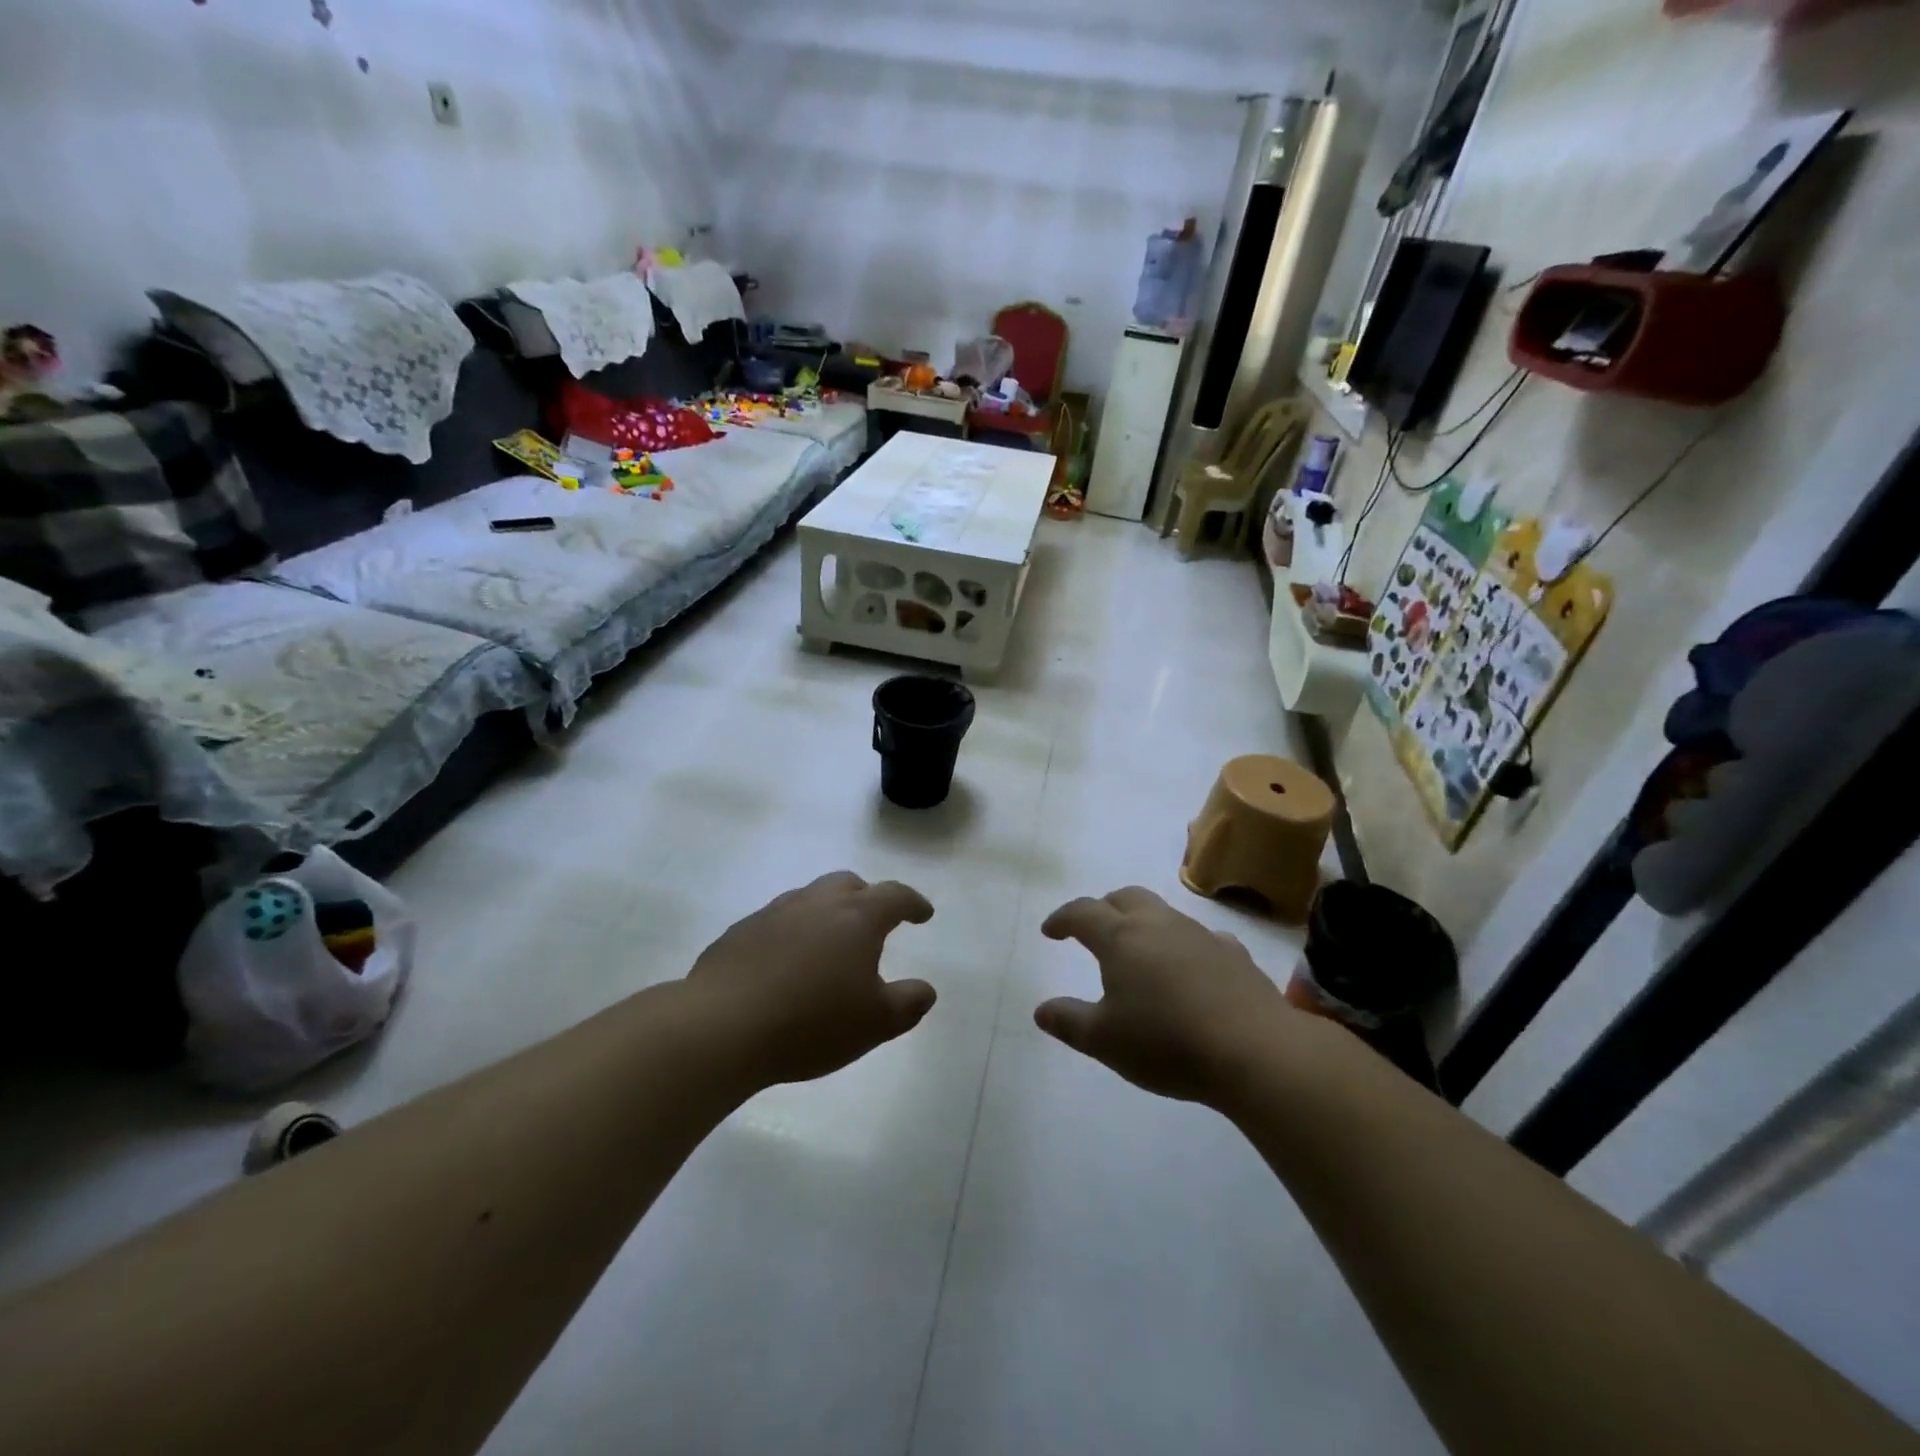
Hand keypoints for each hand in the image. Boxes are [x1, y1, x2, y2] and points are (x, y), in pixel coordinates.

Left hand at [688, 872, 937, 1086]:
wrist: (721, 1027)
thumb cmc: (811, 1022)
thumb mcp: (875, 1023)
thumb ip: (908, 1003)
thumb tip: (925, 990)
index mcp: (856, 917)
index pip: (894, 895)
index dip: (913, 903)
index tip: (924, 914)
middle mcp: (816, 903)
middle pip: (848, 884)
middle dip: (867, 898)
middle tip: (874, 923)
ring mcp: (773, 913)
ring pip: (809, 898)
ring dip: (826, 913)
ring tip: (828, 945)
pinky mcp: (739, 932)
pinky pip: (776, 922)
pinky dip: (791, 933)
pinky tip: (785, 964)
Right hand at [1035, 886, 1297, 1106]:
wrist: (1255, 1051)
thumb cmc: (1167, 1043)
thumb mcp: (1104, 1041)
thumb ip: (1069, 1021)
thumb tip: (1042, 1009)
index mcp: (1121, 938)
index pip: (1083, 913)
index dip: (1062, 918)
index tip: (1050, 931)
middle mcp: (1159, 924)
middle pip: (1125, 897)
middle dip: (1103, 907)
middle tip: (1093, 930)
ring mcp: (1200, 935)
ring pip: (1163, 913)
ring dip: (1143, 923)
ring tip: (1139, 952)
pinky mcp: (1234, 953)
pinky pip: (1200, 937)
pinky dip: (1184, 945)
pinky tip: (1190, 968)